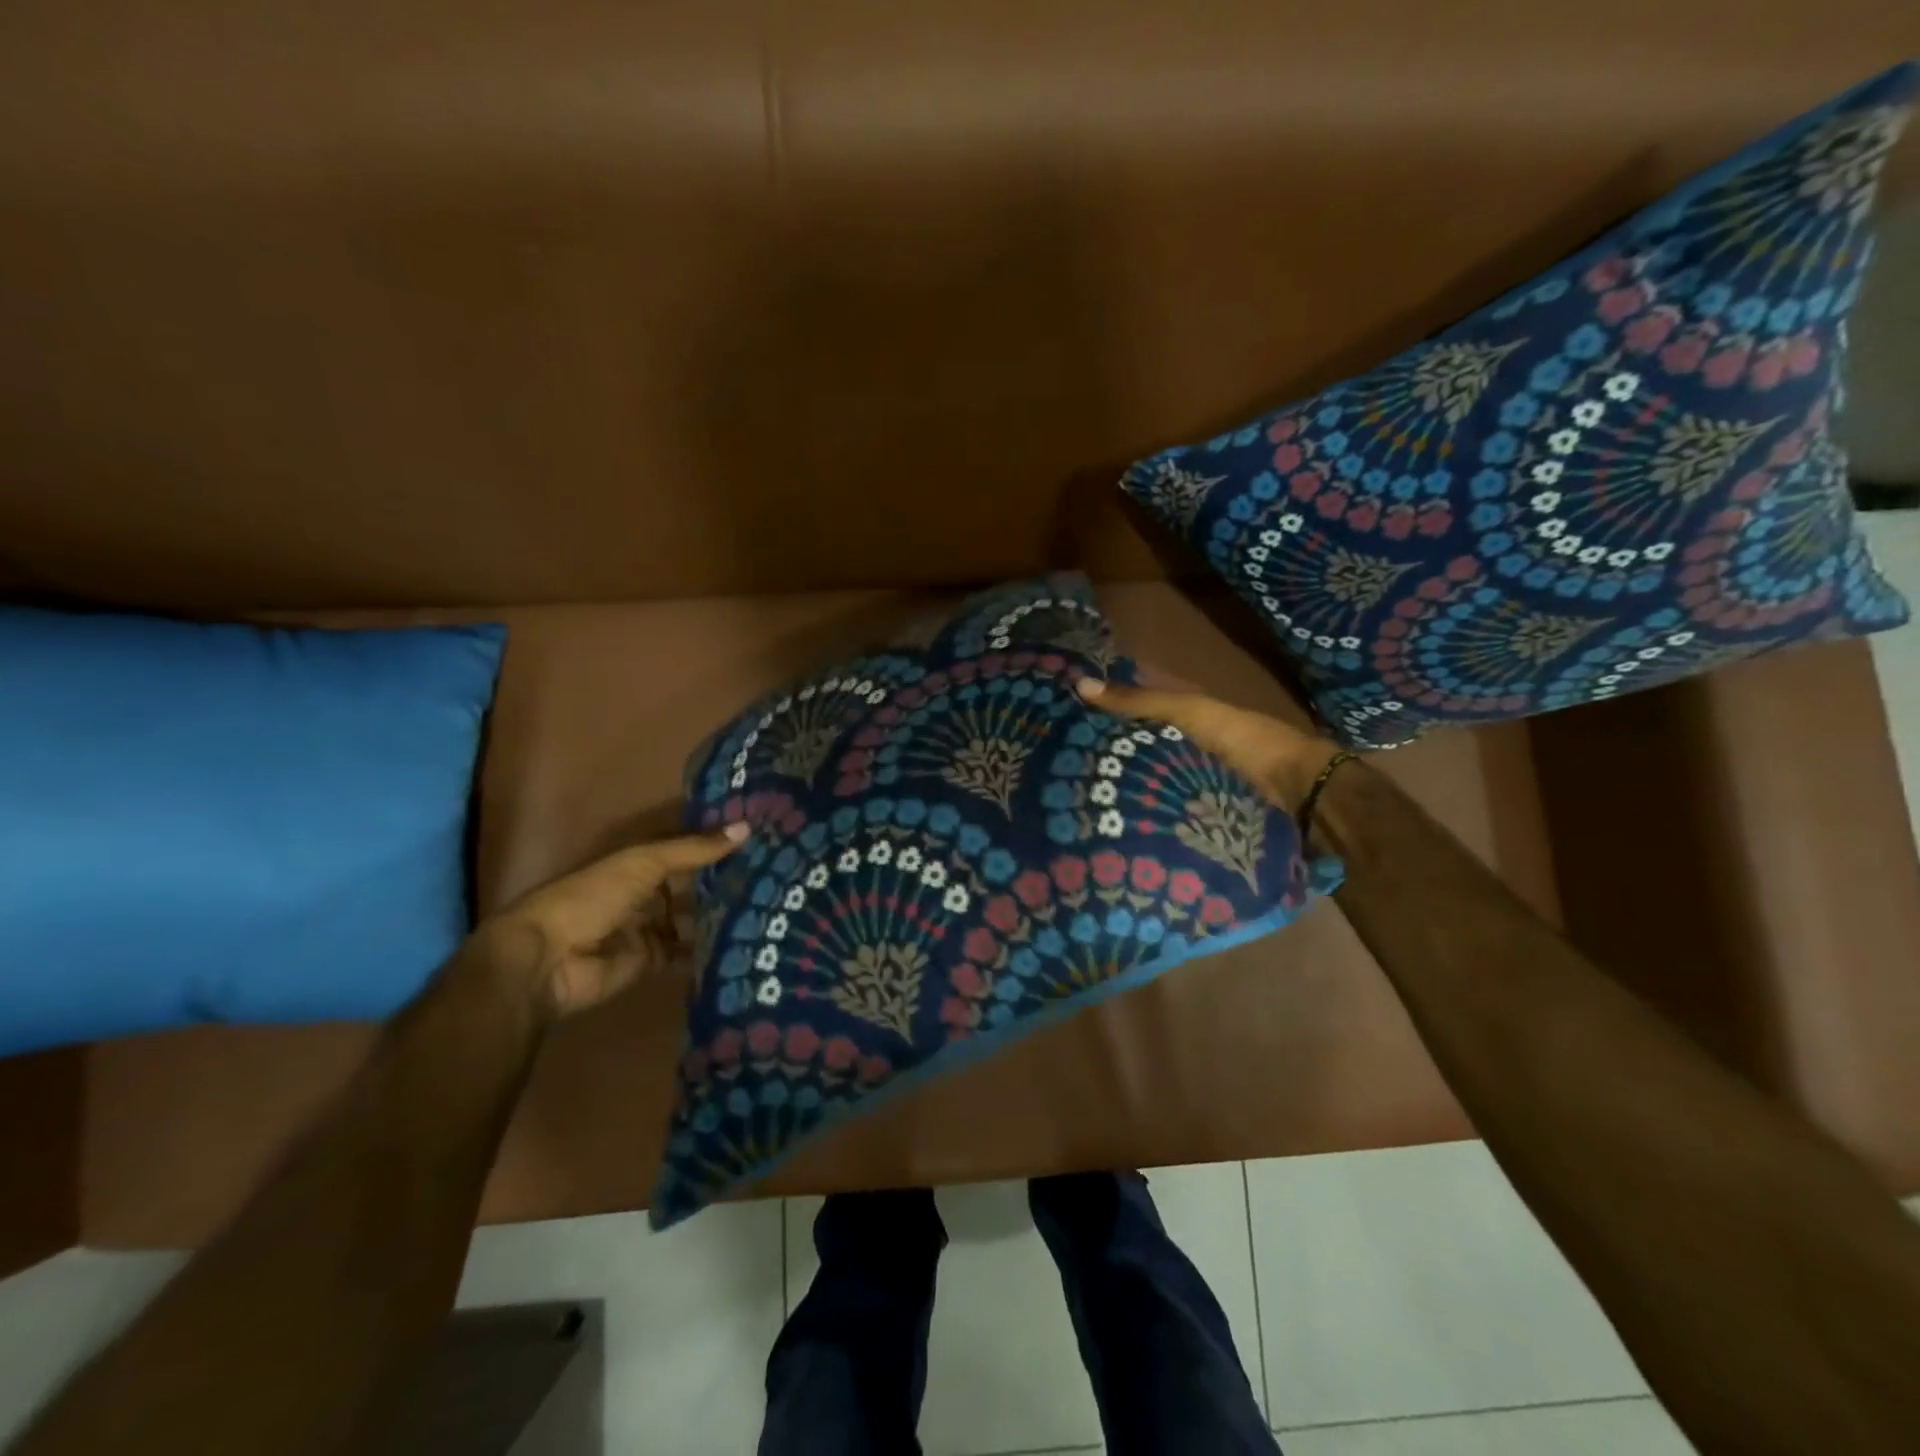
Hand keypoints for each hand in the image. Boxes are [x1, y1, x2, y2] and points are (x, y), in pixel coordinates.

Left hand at [476, 826, 747, 1019]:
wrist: (549, 960)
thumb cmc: (592, 897)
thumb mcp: (644, 863)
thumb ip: (695, 849)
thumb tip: (748, 826)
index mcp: (641, 862)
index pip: (687, 848)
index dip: (719, 843)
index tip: (763, 836)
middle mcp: (649, 892)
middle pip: (694, 884)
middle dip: (727, 880)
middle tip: (779, 875)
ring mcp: (652, 928)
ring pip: (695, 918)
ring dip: (722, 914)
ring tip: (772, 907)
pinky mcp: (654, 961)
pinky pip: (688, 952)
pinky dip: (711, 948)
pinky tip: (747, 941)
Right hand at [1076, 678, 1343, 812]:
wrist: (1299, 795)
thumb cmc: (1242, 742)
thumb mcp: (1188, 712)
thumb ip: (1140, 701)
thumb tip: (1078, 683)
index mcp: (1184, 720)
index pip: (1132, 712)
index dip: (1099, 712)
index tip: (1058, 719)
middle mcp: (1184, 751)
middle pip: (1135, 751)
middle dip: (1100, 757)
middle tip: (1053, 766)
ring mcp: (1190, 787)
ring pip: (1144, 783)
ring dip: (1116, 790)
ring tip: (1066, 798)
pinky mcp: (1195, 819)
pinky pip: (1157, 812)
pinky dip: (1136, 815)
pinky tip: (1102, 823)